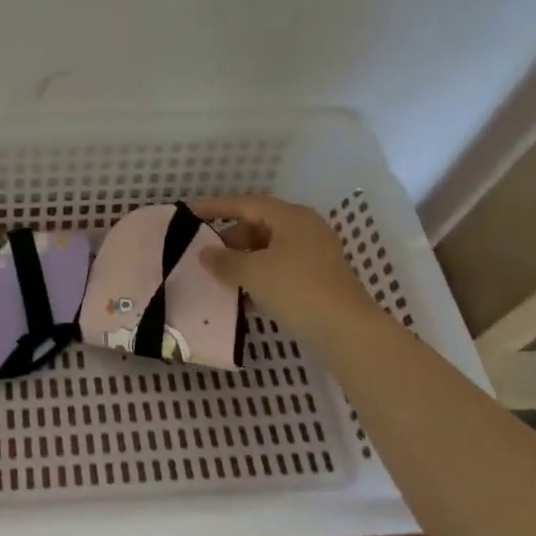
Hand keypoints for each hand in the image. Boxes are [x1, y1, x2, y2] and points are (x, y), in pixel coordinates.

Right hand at [190, 194, 377, 335]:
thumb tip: (205, 253)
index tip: (188, 213)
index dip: (215, 207)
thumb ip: (224, 260)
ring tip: (218, 276)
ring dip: (242, 261)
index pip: (245, 203)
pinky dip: (259, 277)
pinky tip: (241, 296)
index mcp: (291, 217)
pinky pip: (279, 269)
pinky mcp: (318, 280)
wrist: (347, 332)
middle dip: (229, 239)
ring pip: (268, 250)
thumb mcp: (253, 273)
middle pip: (258, 225)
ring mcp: (314, 255)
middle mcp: (305, 229)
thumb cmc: (297, 290)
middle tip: (203, 253)